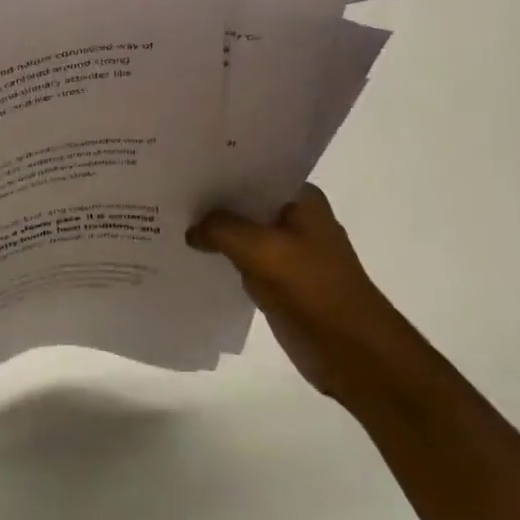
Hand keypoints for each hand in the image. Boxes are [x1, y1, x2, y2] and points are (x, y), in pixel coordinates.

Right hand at [188, 185, 405, 404]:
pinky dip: (220, 259)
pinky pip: (241, 261)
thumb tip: (192, 229)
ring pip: (240, 233)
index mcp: (301, 199)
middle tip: (166, 193)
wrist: (352, 352)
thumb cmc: (313, 289)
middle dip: (210, 202)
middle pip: (244, 202)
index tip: (181, 167)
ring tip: (168, 221)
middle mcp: (295, 219)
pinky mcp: (278, 281)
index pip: (253, 171)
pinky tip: (189, 255)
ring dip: (213, 232)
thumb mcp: (261, 249)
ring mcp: (287, 251)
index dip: (218, 169)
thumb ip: (221, 229)